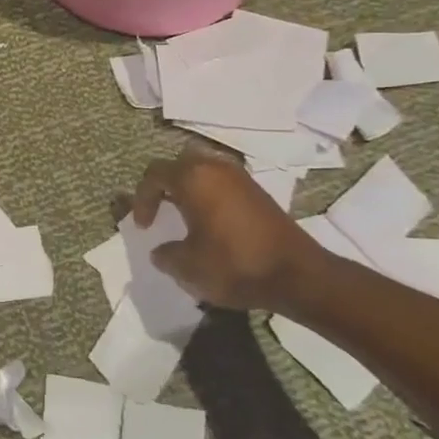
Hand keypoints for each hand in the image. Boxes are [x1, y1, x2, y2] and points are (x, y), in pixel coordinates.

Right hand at [133, 147, 320, 312]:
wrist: (297, 275)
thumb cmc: (234, 264)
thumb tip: (161, 251)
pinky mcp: (258, 191)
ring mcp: (240, 177)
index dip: (142, 198)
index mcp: (193, 178)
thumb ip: (165, 255)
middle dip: (165, 184)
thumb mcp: (187, 266)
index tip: (143, 226)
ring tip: (183, 214)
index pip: (154, 174)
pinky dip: (209, 194)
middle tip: (160, 209)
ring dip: (189, 187)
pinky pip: (223, 182)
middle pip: (180, 163)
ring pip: (204, 169)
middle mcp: (216, 168)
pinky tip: (210, 221)